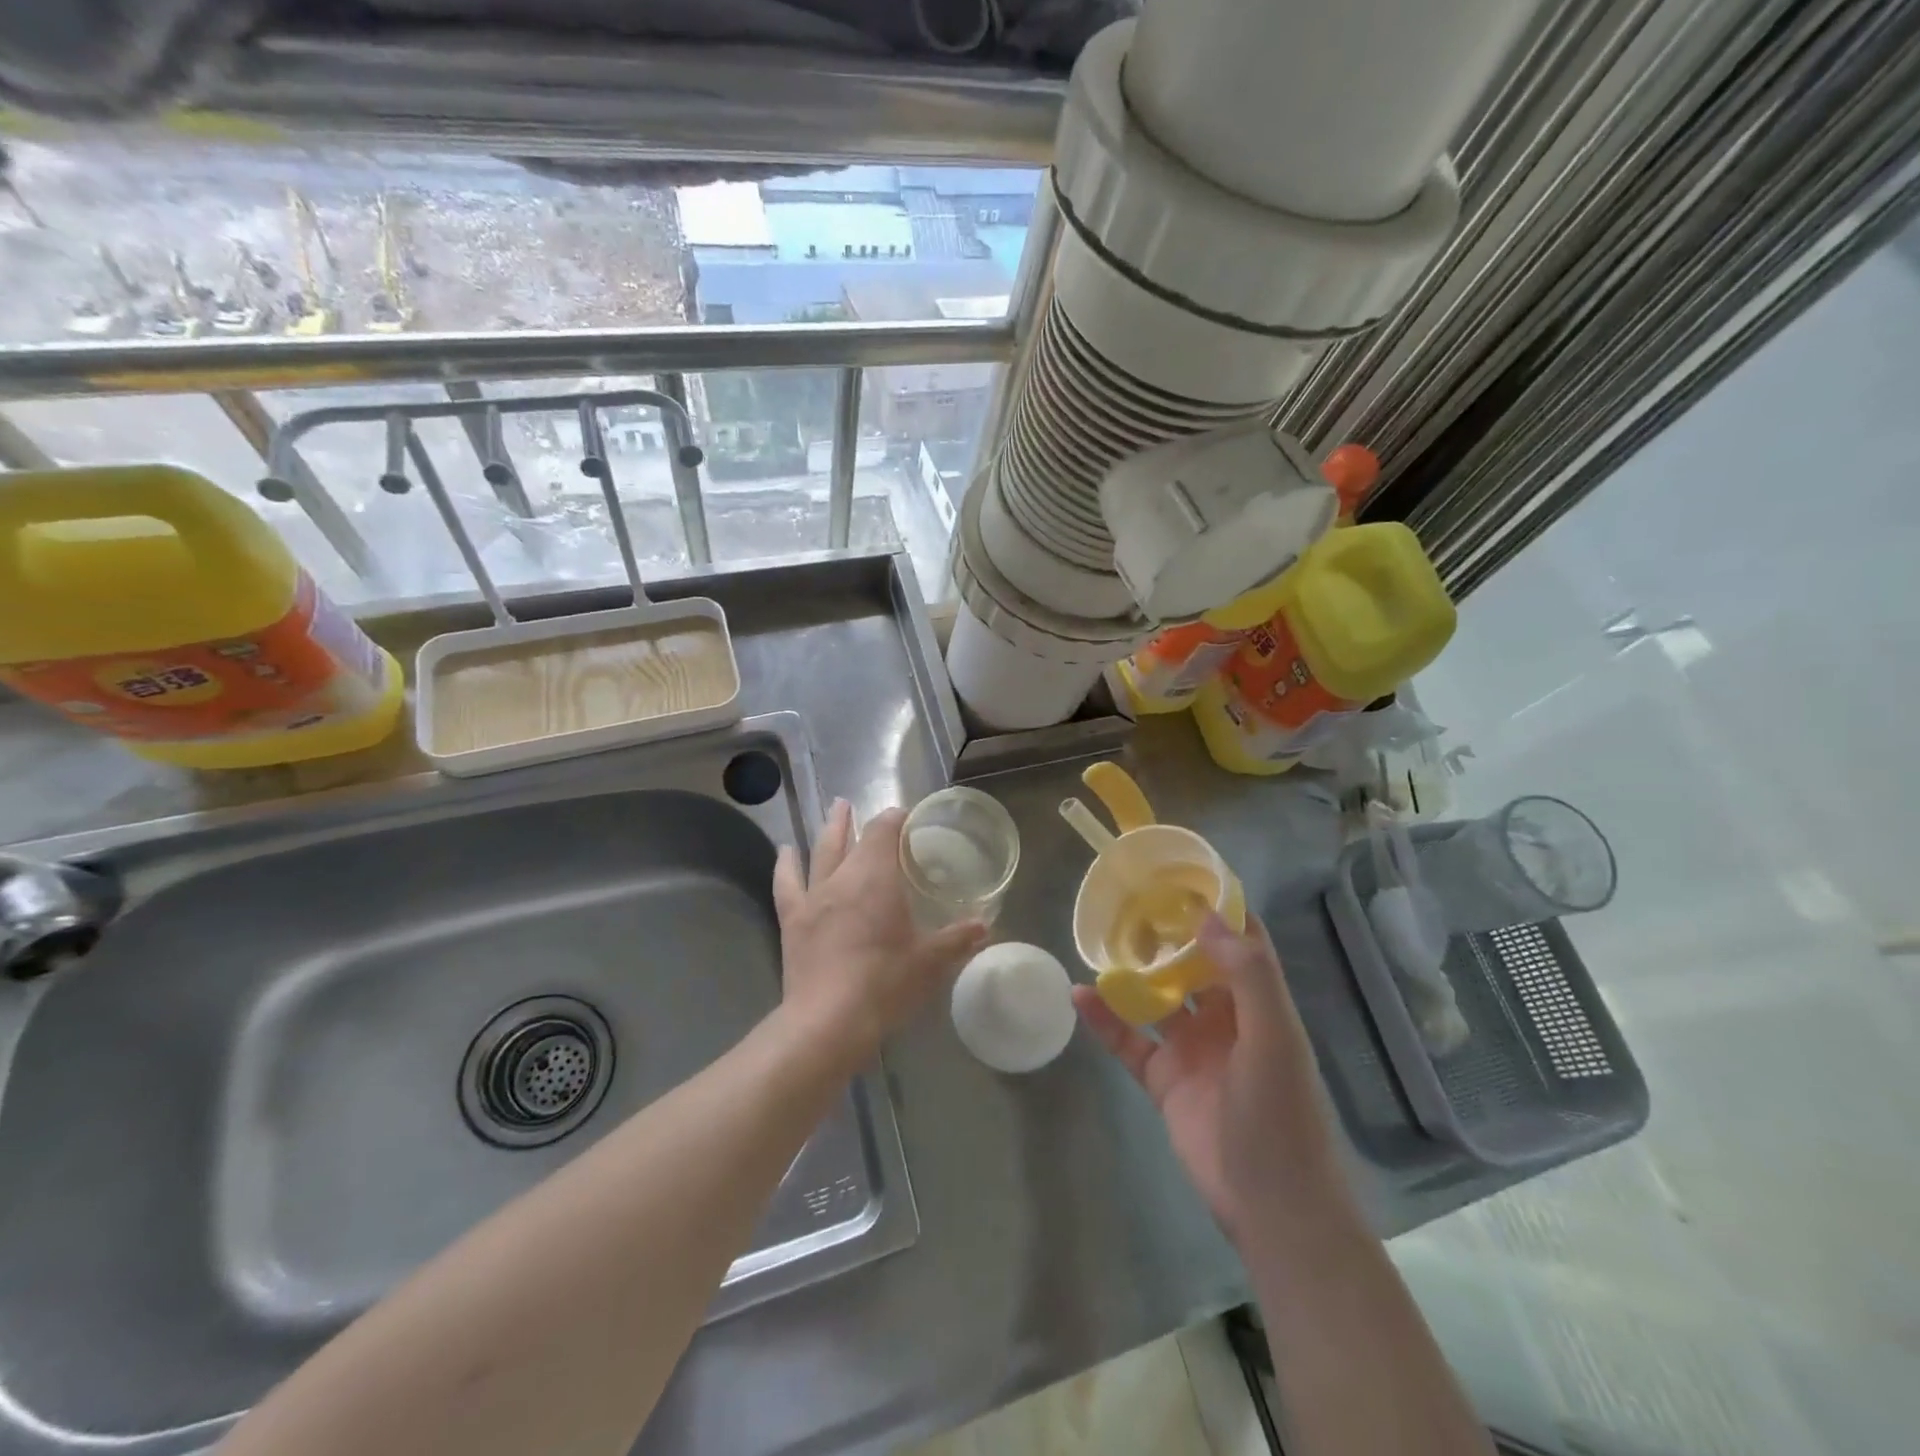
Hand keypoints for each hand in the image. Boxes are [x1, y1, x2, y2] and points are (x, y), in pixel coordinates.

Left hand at [774, 799, 987, 1068]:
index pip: (884, 831)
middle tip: (856, 804)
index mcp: (877, 878)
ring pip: (821, 853)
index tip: (906, 816)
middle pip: (850, 838)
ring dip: (829, 830)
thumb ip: (958, 939)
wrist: (828, 1021)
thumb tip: (985, 925)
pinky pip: (787, 884)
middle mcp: (843, 878)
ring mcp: (813, 898)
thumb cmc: (885, 984)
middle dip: (858, 820)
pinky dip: (786, 865)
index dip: (894, 819)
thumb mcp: (930, 962)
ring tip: (834, 811)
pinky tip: (786, 852)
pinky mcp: (793, 921)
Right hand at [1072, 914, 1348, 1248]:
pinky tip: (1078, 995)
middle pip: (1192, 964)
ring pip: (1156, 997)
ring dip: (1131, 971)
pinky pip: (1129, 1039)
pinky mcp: (1164, 1079)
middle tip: (1127, 898)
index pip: (1240, 943)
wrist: (1272, 1207)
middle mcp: (1225, 1018)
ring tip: (1097, 936)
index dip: (1216, 909)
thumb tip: (1206, 916)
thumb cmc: (1282, 1116)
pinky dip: (1105, 1019)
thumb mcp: (1275, 1039)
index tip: (1182, 876)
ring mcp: (1192, 1048)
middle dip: (1165, 933)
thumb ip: (1247, 975)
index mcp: (1258, 1003)